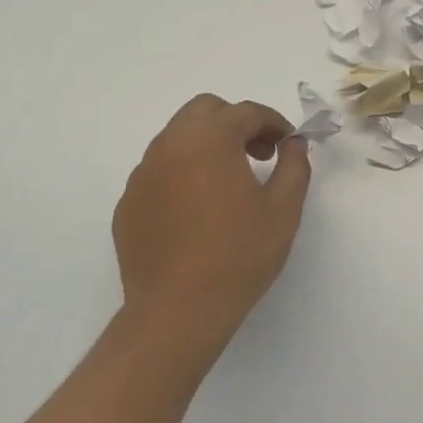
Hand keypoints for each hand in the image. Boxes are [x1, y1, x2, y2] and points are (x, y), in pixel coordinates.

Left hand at [112, 94, 312, 356]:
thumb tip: (294, 143)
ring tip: (230, 182)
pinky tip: (199, 210)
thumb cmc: (238, 256)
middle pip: (204, 111)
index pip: (245, 112)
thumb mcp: (283, 209)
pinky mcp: (128, 203)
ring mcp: (143, 174)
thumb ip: (294, 166)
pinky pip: (160, 171)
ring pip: (178, 138)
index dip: (273, 122)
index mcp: (209, 140)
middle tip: (259, 154)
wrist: (177, 312)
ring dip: (207, 145)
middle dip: (235, 123)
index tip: (288, 144)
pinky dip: (183, 173)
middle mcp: (170, 146)